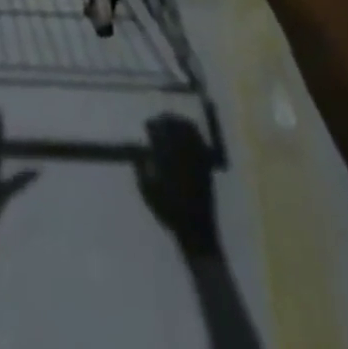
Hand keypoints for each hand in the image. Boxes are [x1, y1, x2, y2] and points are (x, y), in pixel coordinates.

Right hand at [134, 114, 219, 255]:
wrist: (196, 229)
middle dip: (167, 120)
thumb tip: (140, 152)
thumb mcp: (148, 192)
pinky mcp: (207, 165)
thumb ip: (141, 170)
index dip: (154, 126)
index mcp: (170, 160)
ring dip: (180, 123)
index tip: (148, 124)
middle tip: (158, 119)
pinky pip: (201, 141)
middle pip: (177, 128)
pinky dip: (194, 132)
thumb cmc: (169, 212)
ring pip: (191, 132)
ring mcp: (199, 159)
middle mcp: (185, 155)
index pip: (162, 133)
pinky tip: (188, 133)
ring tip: (172, 122)